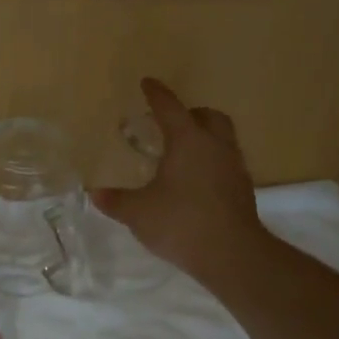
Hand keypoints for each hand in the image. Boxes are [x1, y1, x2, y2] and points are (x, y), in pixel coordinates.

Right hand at [93, 78, 264, 283]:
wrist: (232, 255)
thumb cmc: (181, 223)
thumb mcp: (138, 212)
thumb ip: (115, 200)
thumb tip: (94, 193)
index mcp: (188, 141)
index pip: (170, 108)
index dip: (157, 94)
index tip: (147, 83)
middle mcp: (215, 146)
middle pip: (208, 116)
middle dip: (191, 113)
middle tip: (171, 122)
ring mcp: (234, 167)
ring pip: (222, 138)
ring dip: (204, 138)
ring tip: (182, 153)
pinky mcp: (243, 190)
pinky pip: (227, 162)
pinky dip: (211, 162)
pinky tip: (195, 181)